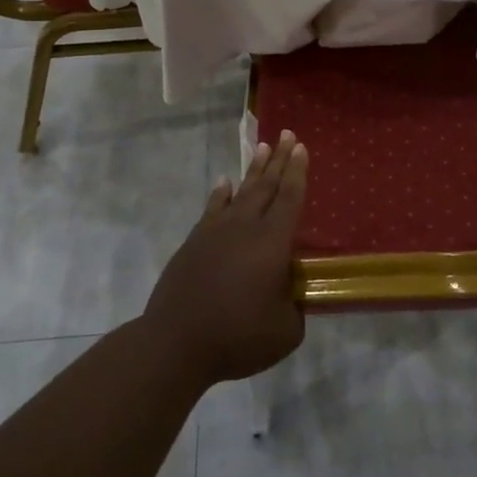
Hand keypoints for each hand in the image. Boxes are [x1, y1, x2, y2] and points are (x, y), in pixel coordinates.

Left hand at [144, 131, 309, 384]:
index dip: (297, 172)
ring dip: (253, 170)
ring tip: (261, 148)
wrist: (176, 342)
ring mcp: (216, 232)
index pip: (290, 198)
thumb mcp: (285, 331)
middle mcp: (246, 227)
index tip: (300, 147)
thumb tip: (290, 298)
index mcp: (273, 242)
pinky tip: (225, 183)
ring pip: (240, 192)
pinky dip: (221, 194)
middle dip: (278, 159)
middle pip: (266, 186)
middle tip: (286, 134)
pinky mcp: (194, 243)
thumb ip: (295, 308)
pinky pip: (212, 209)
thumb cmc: (238, 335)